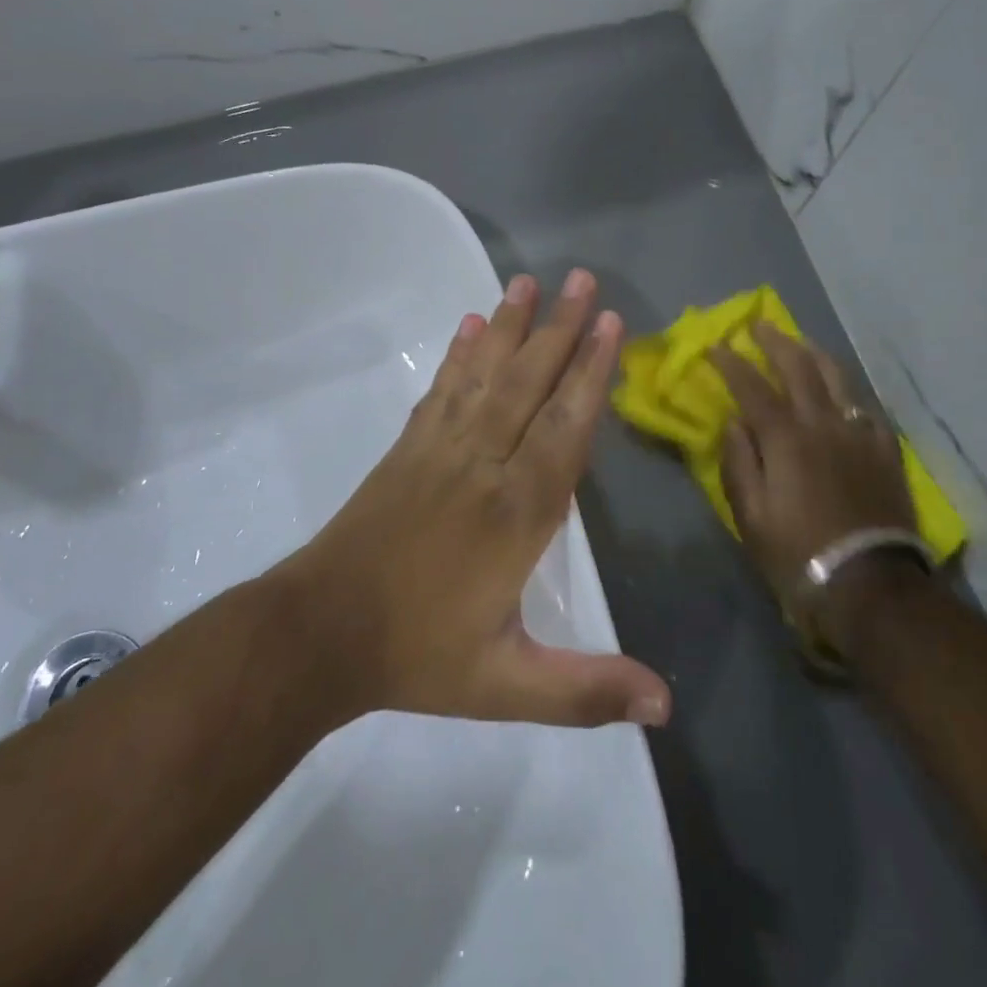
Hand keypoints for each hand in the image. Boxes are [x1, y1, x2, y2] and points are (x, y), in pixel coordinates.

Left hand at [288, 270, 671, 729]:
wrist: (321, 632)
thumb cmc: (419, 657)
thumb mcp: (506, 686)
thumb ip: (585, 691)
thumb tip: (665, 707)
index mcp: (516, 513)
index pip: (564, 429)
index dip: (590, 374)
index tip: (609, 324)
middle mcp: (483, 465)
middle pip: (529, 385)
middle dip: (561, 329)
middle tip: (584, 278)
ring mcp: (440, 450)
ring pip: (485, 376)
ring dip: (512, 326)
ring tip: (530, 281)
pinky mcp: (408, 448)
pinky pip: (442, 390)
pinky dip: (459, 353)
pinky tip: (471, 323)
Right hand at [713, 324, 919, 601]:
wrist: (870, 585)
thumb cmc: (797, 553)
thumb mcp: (750, 515)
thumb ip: (739, 462)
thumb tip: (733, 422)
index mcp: (786, 439)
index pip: (752, 386)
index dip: (731, 363)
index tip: (715, 346)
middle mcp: (824, 424)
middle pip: (799, 368)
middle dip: (775, 341)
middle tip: (758, 325)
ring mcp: (861, 435)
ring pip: (838, 378)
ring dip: (814, 354)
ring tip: (800, 343)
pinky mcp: (886, 452)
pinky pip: (866, 407)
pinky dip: (847, 391)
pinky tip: (842, 392)